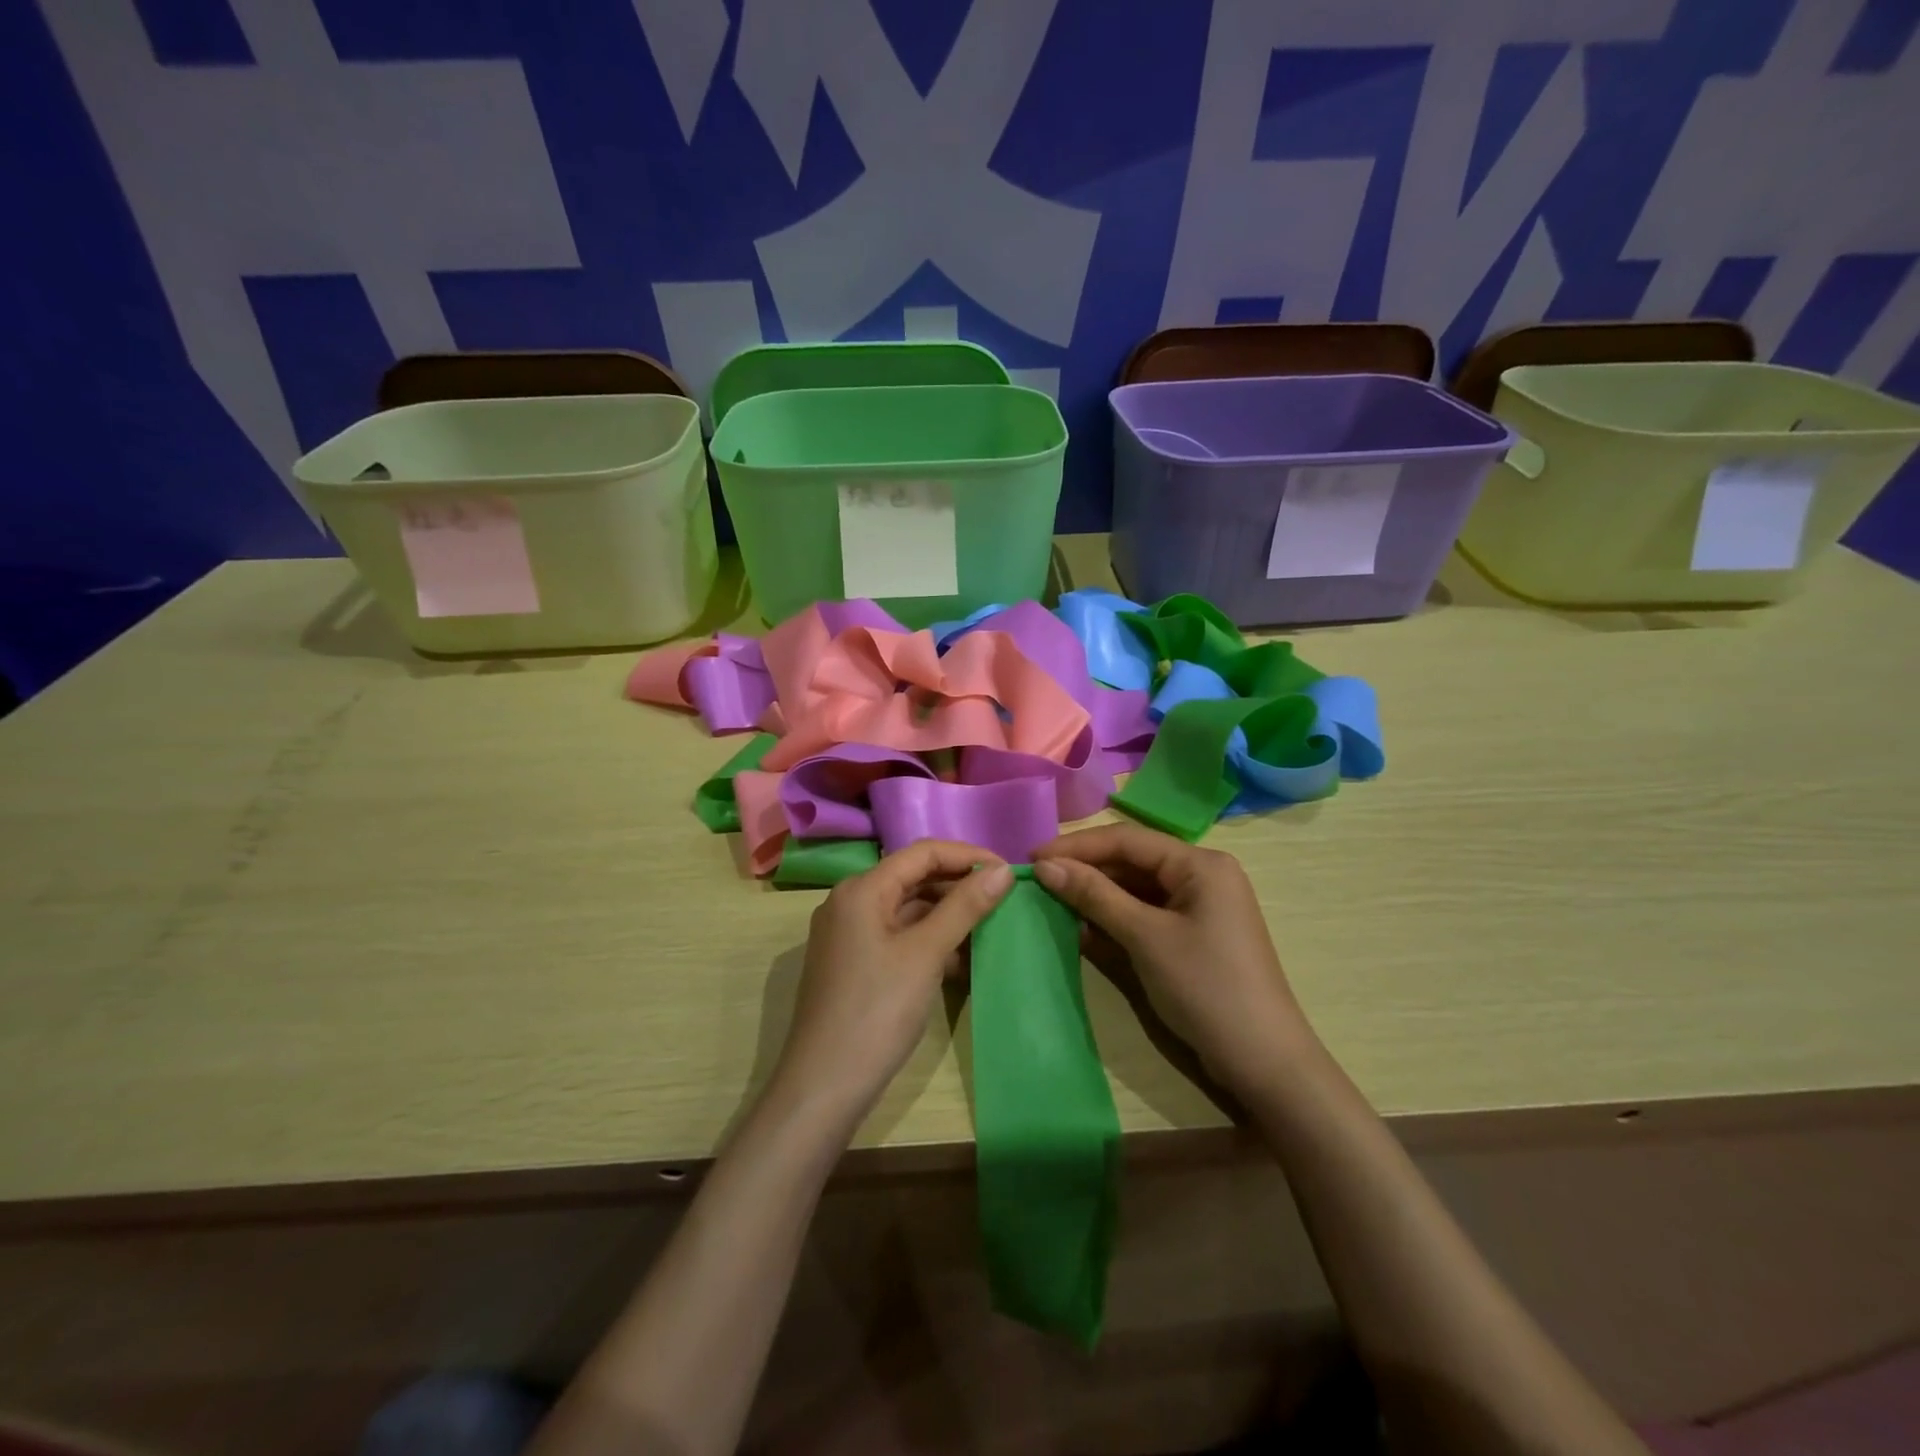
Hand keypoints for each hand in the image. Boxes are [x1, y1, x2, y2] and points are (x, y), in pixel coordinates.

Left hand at [773, 841, 1013, 1128]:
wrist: (824, 1086)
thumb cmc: (877, 1011)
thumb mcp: (926, 954)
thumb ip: (964, 907)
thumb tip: (1003, 871)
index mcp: (861, 889)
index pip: (922, 852)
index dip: (968, 856)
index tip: (1007, 872)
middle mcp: (850, 902)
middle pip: (913, 877)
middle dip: (959, 885)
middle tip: (1004, 899)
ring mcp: (848, 934)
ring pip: (907, 908)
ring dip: (947, 914)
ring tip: (989, 927)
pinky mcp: (853, 963)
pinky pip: (897, 936)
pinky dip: (929, 940)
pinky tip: (961, 959)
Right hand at [1033, 824, 1309, 1096]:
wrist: (1263, 1061)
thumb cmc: (1206, 987)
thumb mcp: (1145, 937)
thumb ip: (1095, 896)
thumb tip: (1044, 866)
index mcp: (1200, 863)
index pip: (1128, 840)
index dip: (1077, 846)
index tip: (1032, 857)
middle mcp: (1201, 875)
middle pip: (1132, 860)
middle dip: (1086, 869)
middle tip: (1037, 880)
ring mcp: (1199, 906)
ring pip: (1136, 887)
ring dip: (1096, 894)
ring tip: (1051, 899)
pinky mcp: (1192, 934)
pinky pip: (1145, 912)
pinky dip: (1114, 917)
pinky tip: (1081, 925)